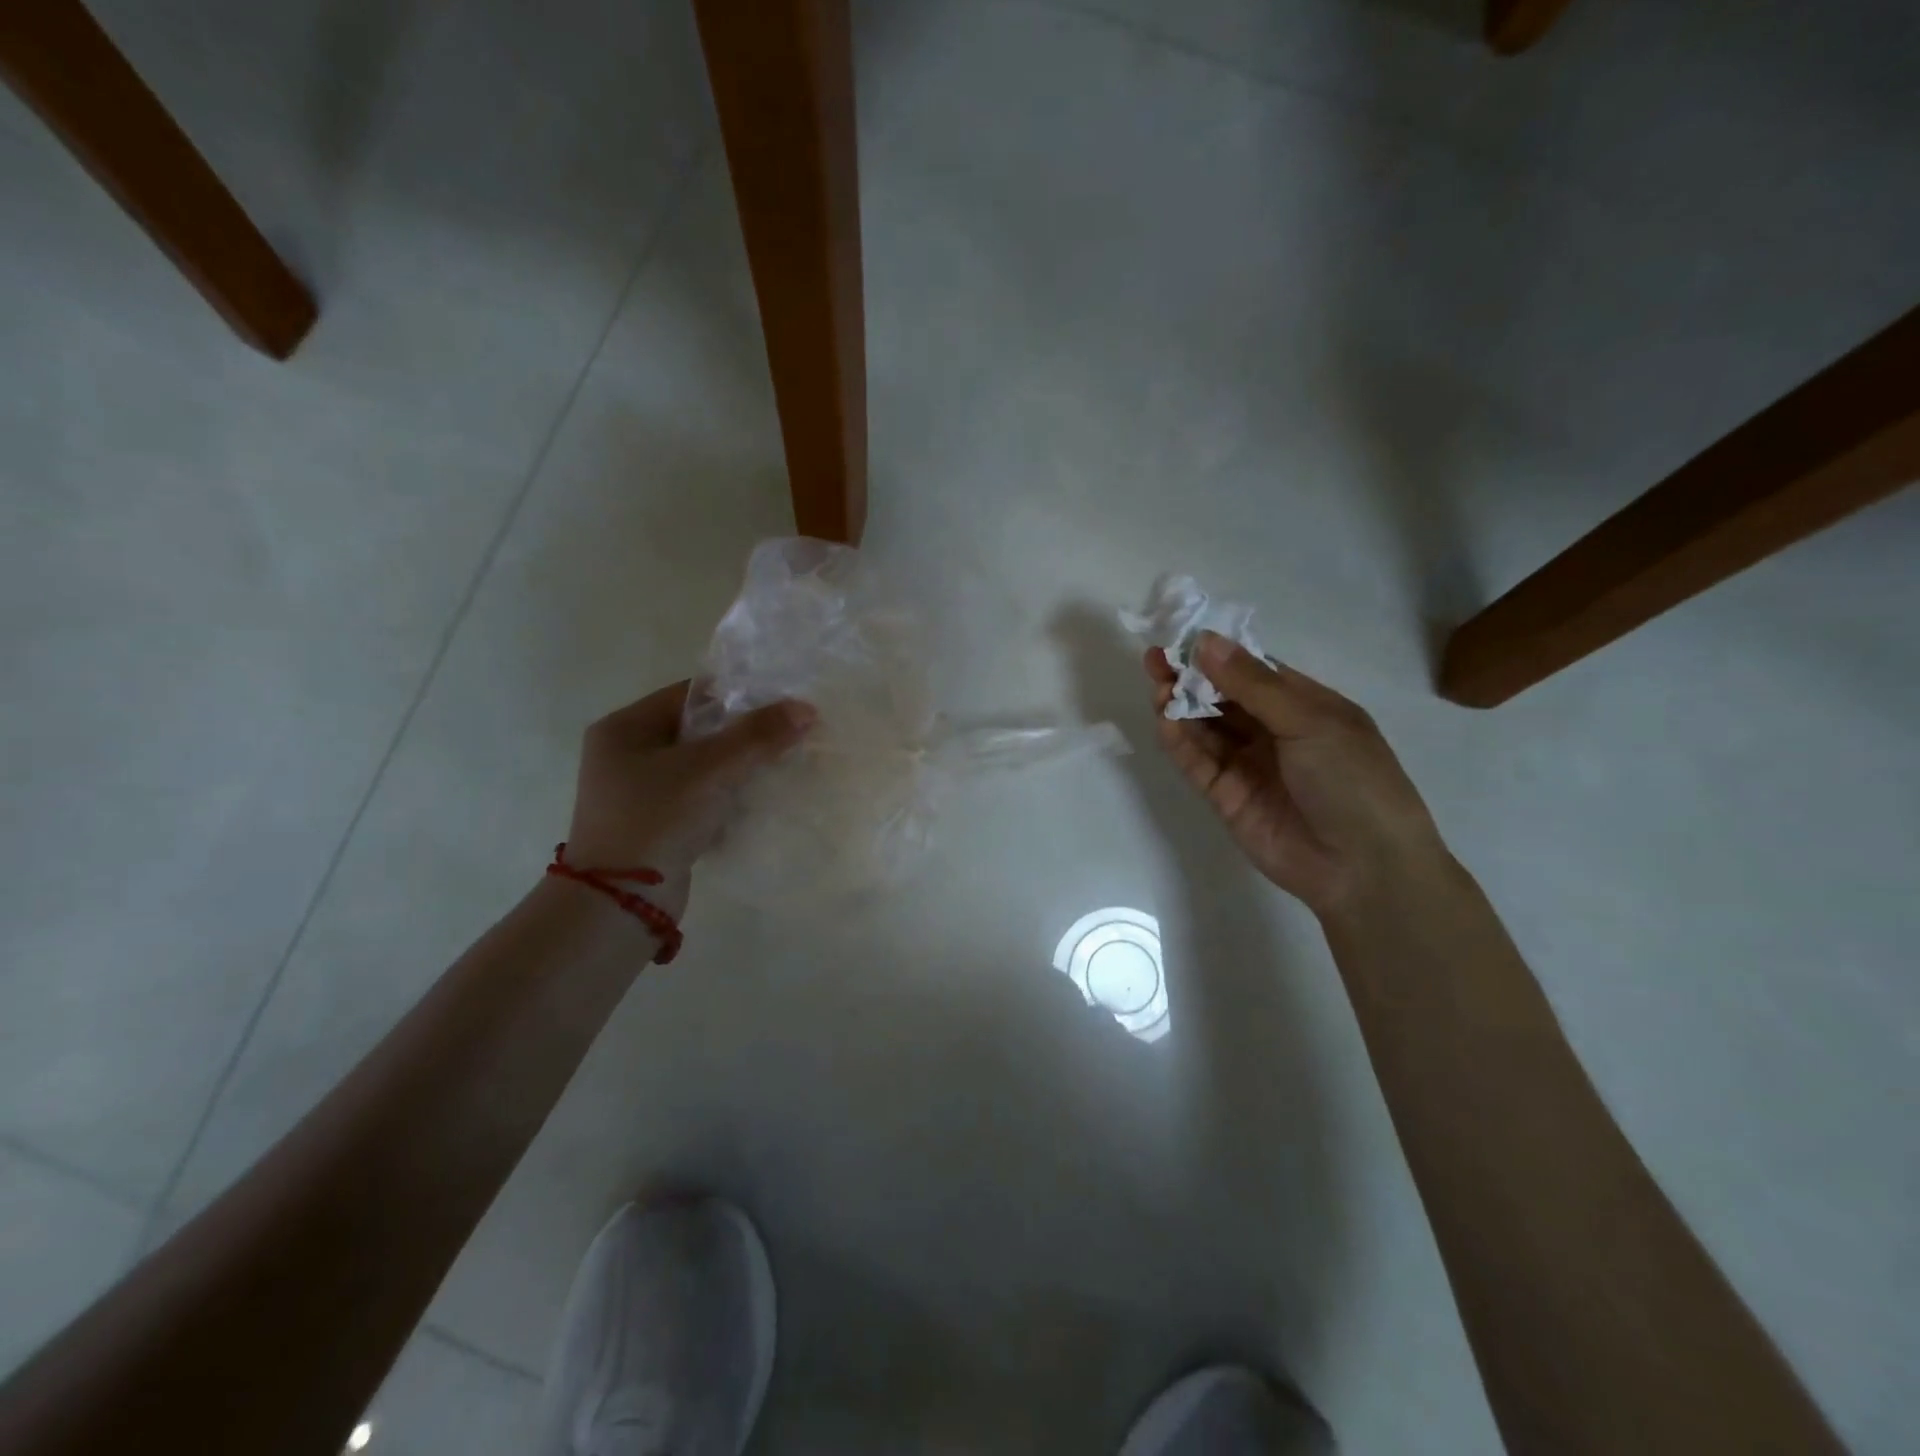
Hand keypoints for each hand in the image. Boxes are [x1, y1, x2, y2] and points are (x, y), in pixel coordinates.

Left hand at [564, 682, 815, 918]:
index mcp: (625, 728)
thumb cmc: (655, 819)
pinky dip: (729, 796)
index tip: (781, 702)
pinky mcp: (657, 825)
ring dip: (740, 767)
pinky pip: (701, 798)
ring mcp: (640, 793)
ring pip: (703, 766)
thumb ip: (757, 736)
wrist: (619, 903)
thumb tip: (806, 708)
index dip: (737, 695)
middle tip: (789, 733)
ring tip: (783, 764)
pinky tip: (761, 798)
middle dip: (744, 733)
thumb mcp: (709, 769)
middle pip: (698, 730)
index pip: (690, 694)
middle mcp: (627, 755)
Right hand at [1146, 633, 1446, 917]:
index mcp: (1305, 706)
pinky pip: (1197, 762)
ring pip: (1204, 727)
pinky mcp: (1225, 796)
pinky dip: (1179, 741)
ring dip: (1180, 705)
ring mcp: (1247, 765)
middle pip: (1222, 698)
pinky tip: (1164, 720)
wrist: (1362, 867)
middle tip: (1156, 659)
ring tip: (1157, 684)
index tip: (1183, 636)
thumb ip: (1252, 684)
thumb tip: (1205, 640)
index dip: (1219, 653)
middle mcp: (1273, 731)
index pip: (1253, 671)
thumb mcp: (1309, 721)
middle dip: (1190, 677)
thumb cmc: (1351, 780)